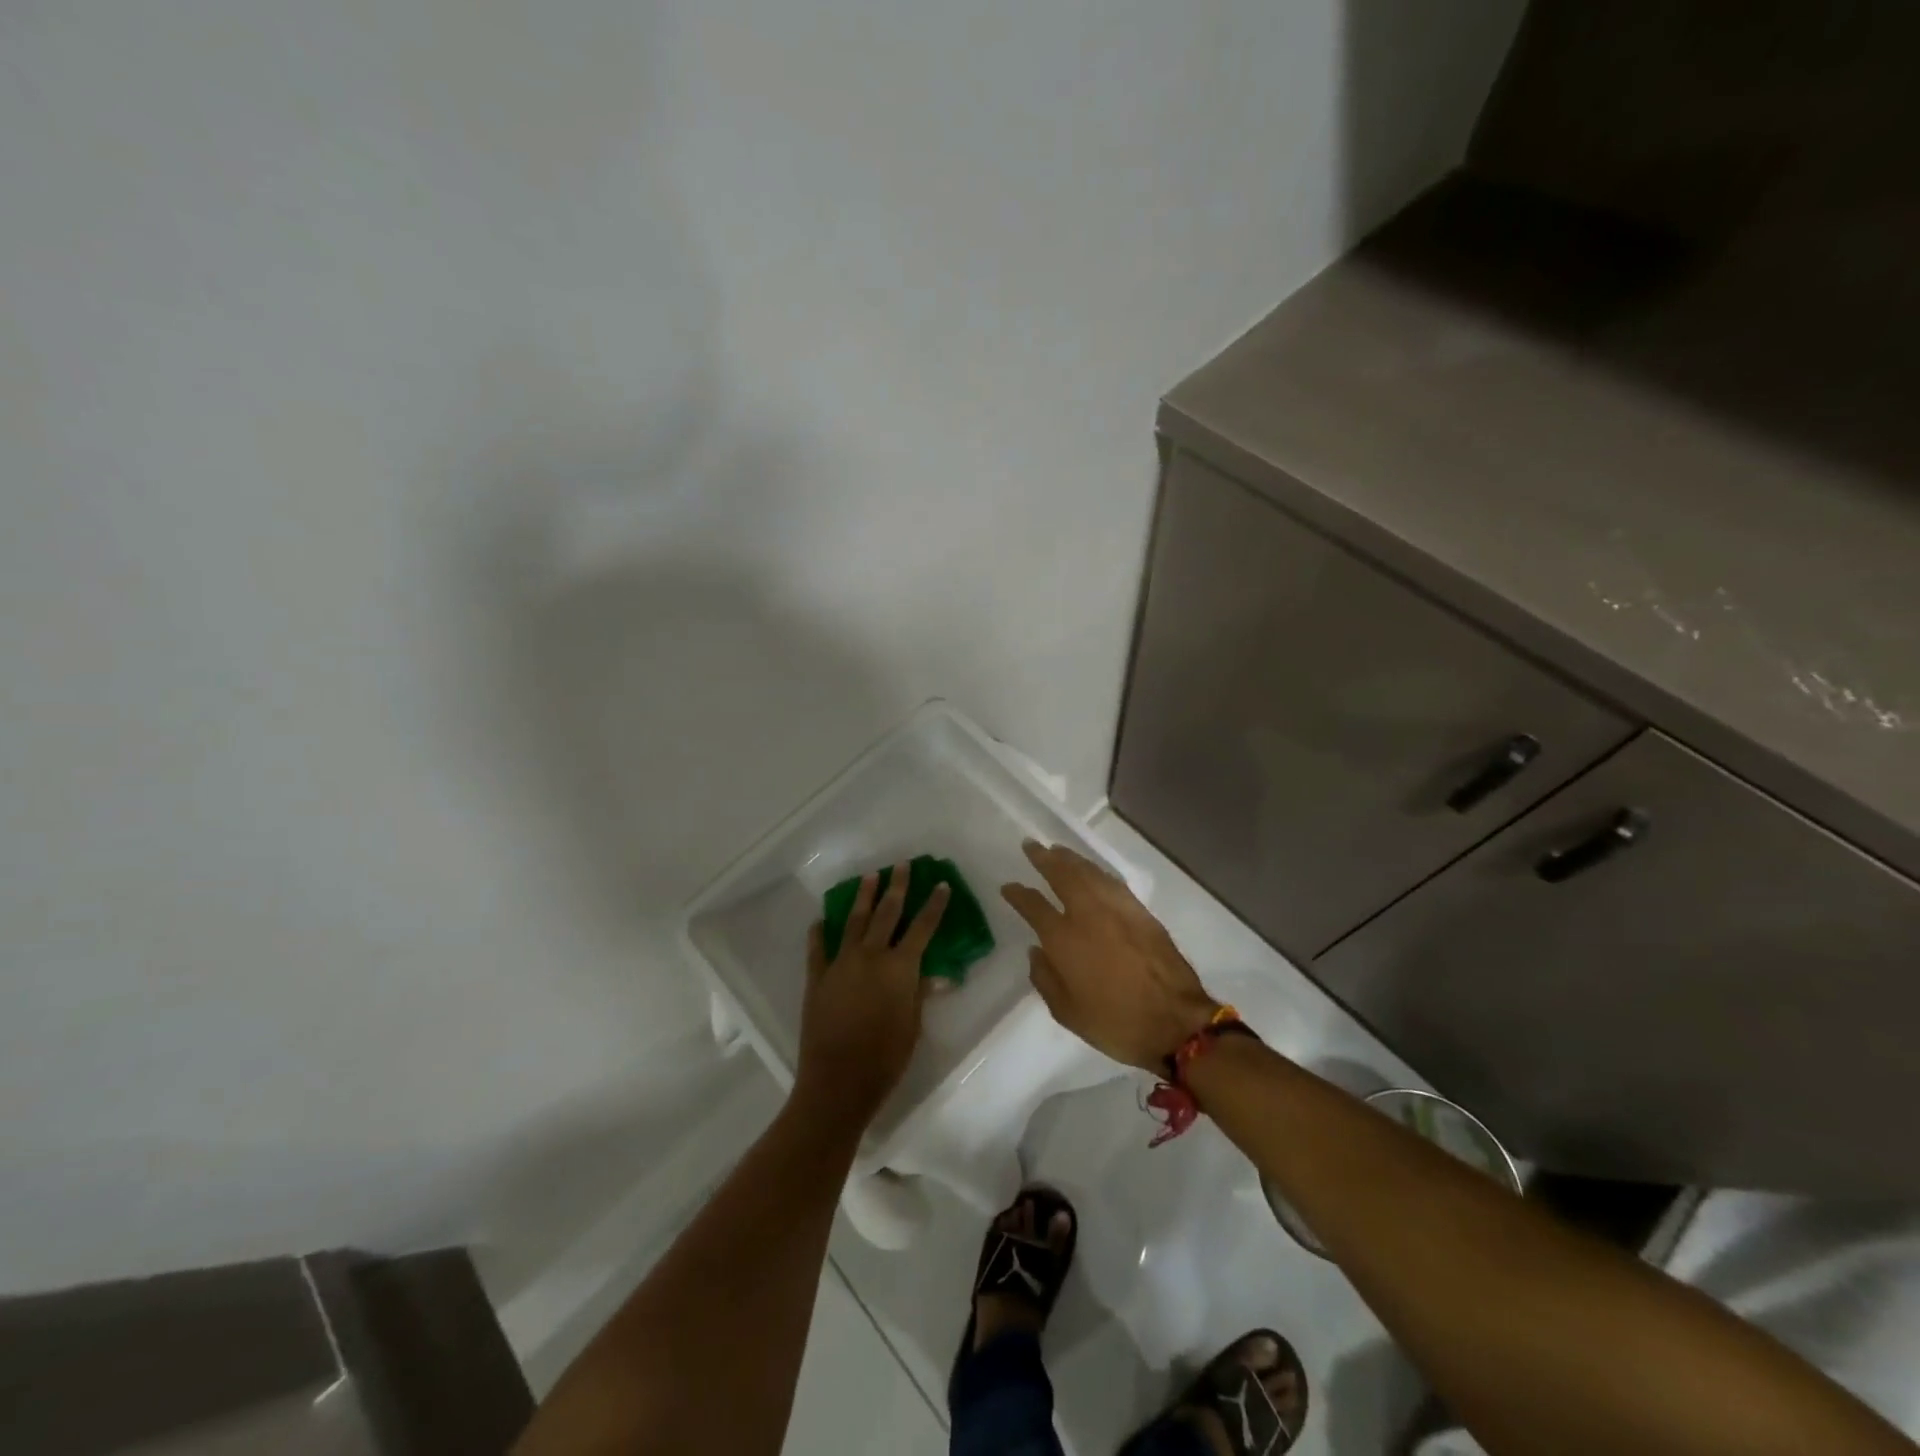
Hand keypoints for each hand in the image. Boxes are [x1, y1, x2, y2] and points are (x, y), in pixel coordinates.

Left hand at [794, 862, 949, 1126]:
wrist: (838, 1081)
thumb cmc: (886, 1057)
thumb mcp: (913, 1025)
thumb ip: (920, 992)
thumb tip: (935, 973)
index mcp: (899, 967)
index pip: (922, 927)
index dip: (934, 905)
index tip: (940, 884)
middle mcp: (871, 956)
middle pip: (886, 913)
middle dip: (896, 887)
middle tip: (901, 865)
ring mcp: (840, 963)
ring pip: (853, 921)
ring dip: (863, 897)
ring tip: (869, 877)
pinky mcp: (817, 977)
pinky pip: (818, 948)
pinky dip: (819, 932)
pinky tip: (820, 920)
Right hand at [1002, 841, 1218, 1072]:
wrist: (1175, 1022)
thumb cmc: (1115, 1022)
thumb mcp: (1067, 1012)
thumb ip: (1045, 978)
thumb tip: (1036, 951)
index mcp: (1064, 938)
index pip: (1034, 906)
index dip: (1018, 894)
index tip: (1008, 886)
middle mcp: (1088, 914)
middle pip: (1062, 875)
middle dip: (1044, 858)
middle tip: (1032, 846)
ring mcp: (1117, 909)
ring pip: (1089, 872)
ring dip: (1071, 859)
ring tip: (1058, 851)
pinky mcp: (1141, 912)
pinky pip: (1112, 882)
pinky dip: (1097, 872)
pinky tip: (1093, 872)